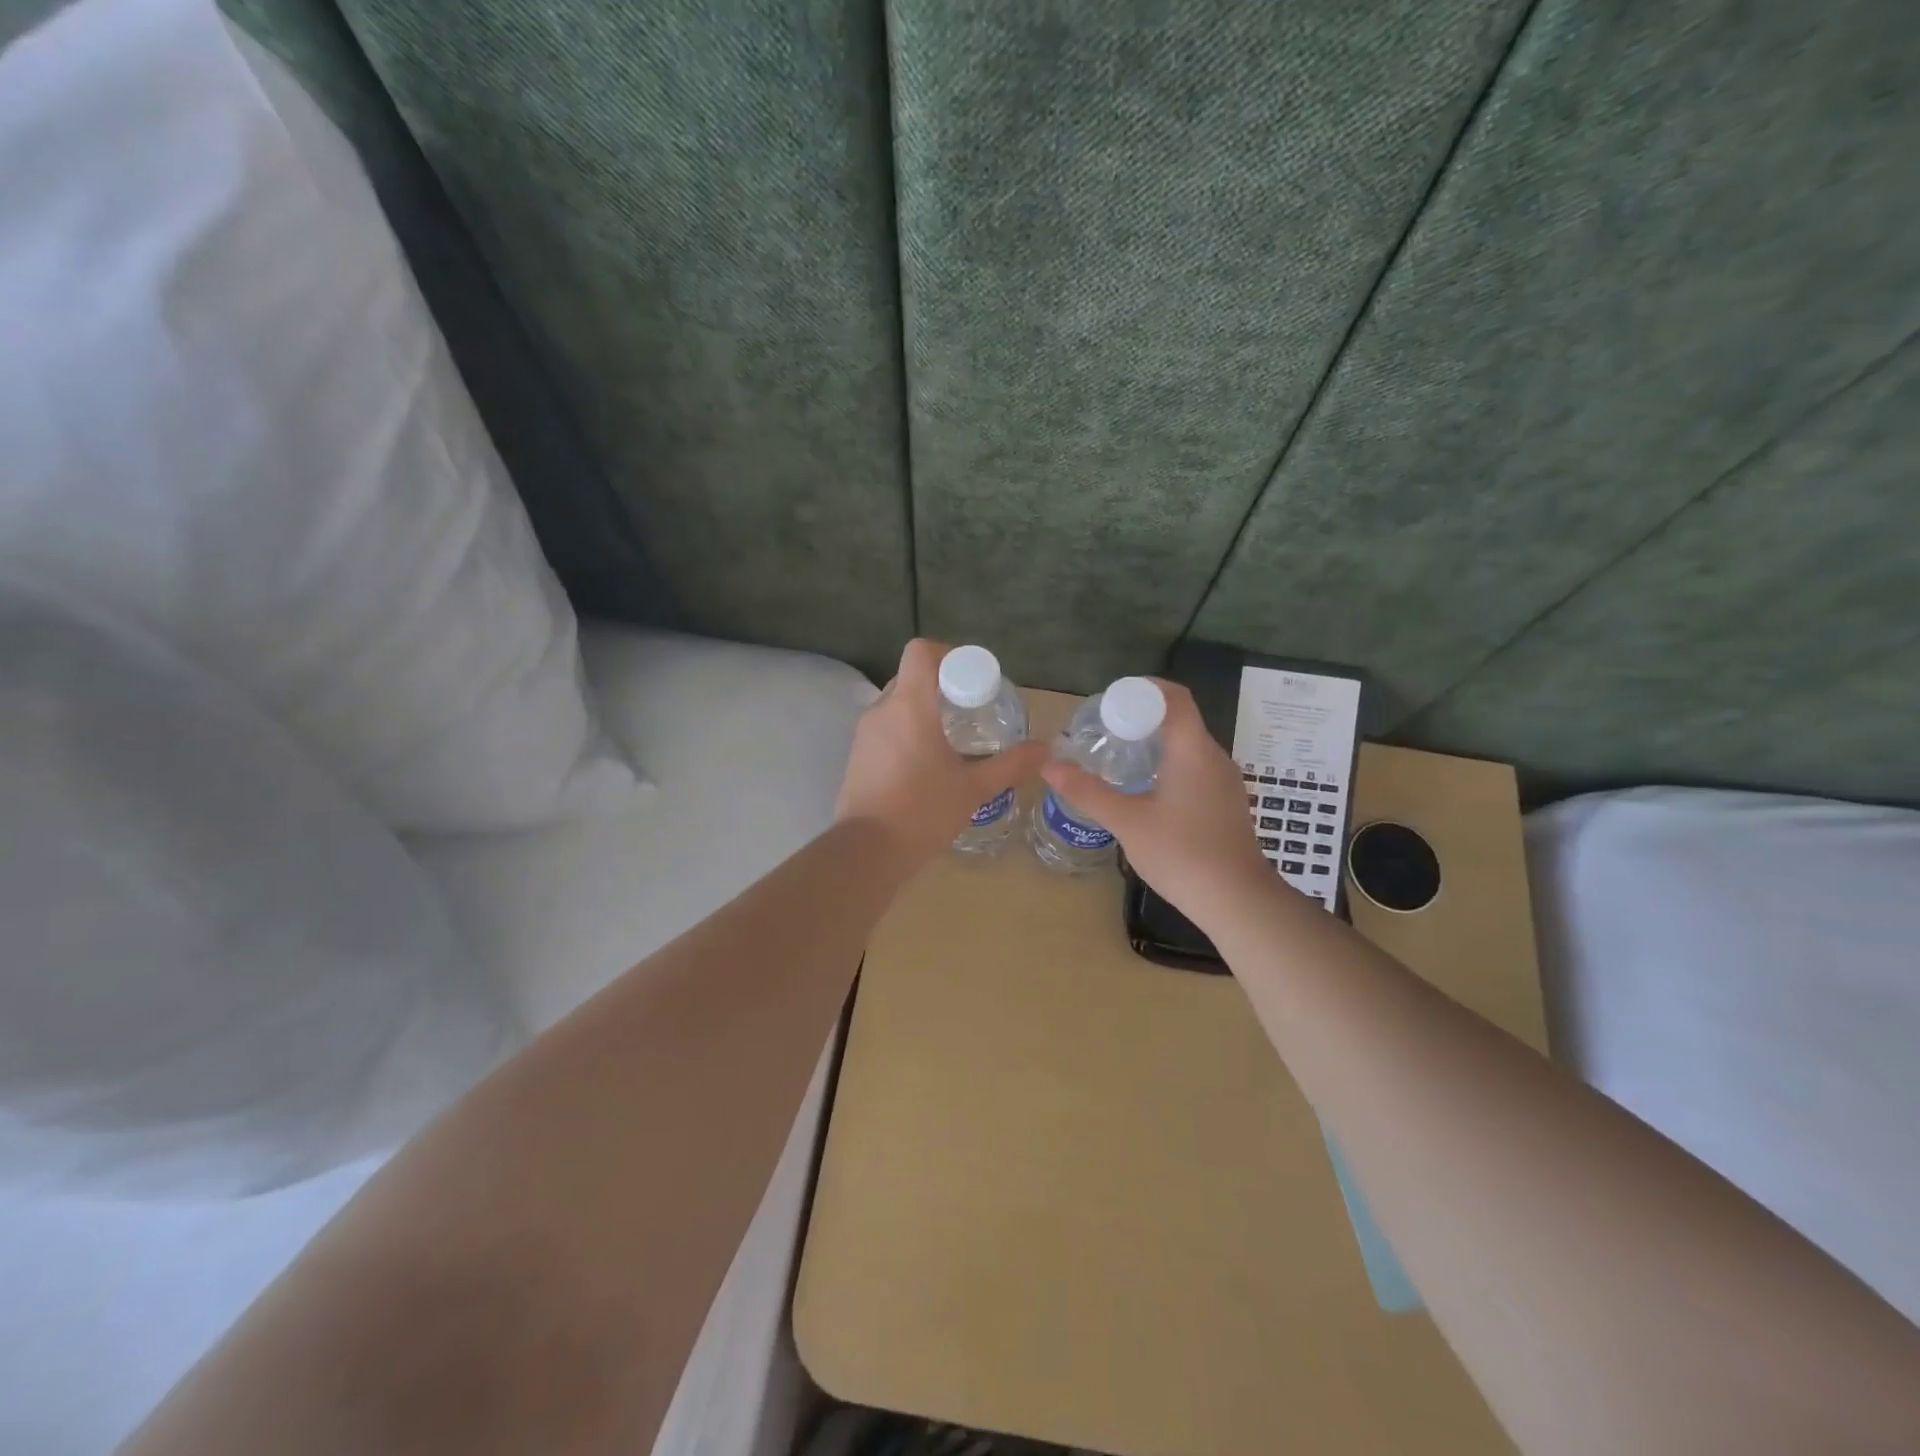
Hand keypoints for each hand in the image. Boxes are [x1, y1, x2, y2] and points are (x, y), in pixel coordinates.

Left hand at [837, 639, 1047, 867]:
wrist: (867, 853)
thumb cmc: (922, 812)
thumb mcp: (974, 788)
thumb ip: (1010, 764)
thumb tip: (1044, 749)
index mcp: (909, 706)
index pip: (920, 652)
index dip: (948, 654)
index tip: (971, 679)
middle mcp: (881, 711)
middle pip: (910, 677)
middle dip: (940, 685)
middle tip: (971, 709)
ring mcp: (864, 734)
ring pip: (896, 704)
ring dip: (923, 710)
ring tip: (952, 738)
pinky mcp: (856, 757)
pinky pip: (885, 729)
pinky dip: (907, 732)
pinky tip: (927, 763)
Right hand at [1040, 680, 1277, 929]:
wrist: (1237, 901)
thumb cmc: (1182, 854)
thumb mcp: (1127, 821)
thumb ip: (1087, 791)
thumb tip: (1048, 765)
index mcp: (1193, 750)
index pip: (1174, 697)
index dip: (1143, 689)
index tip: (1110, 703)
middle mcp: (1214, 757)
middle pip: (1178, 720)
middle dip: (1141, 719)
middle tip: (1104, 732)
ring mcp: (1225, 782)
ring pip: (1187, 747)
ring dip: (1154, 745)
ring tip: (1118, 760)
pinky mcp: (1226, 804)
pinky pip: (1195, 769)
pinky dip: (1168, 767)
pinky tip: (1146, 792)